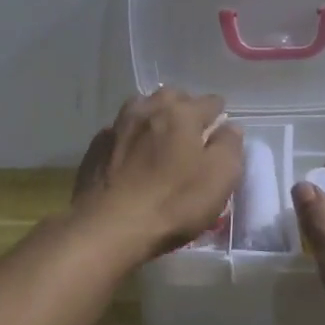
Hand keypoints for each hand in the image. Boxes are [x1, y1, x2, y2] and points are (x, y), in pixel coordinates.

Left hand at [72, 89, 244, 260]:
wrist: (108, 228)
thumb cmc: (172, 204)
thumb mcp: (219, 179)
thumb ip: (229, 147)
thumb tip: (229, 127)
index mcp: (180, 114)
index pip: (210, 101)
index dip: (218, 114)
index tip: (220, 129)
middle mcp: (147, 110)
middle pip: (171, 96)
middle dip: (184, 108)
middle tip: (191, 133)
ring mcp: (117, 126)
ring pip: (141, 108)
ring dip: (154, 117)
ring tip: (159, 139)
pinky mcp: (95, 147)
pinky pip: (119, 131)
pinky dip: (130, 137)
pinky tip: (131, 156)